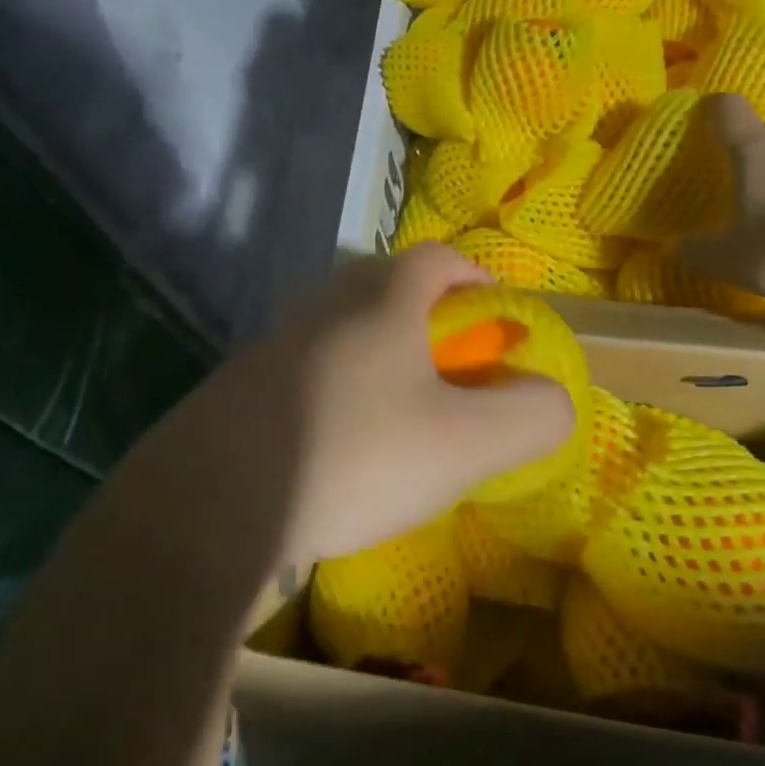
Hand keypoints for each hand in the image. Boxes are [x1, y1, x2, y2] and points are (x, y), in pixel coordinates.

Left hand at [125, 245, 575, 569]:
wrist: (210, 506)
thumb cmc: (355, 455)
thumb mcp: (467, 443)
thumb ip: (528, 416)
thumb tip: (554, 400)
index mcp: (381, 301)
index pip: (438, 259)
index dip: (475, 279)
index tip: (494, 317)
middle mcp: (323, 308)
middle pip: (384, 288)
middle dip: (426, 319)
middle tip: (448, 372)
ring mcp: (272, 347)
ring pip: (341, 333)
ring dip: (377, 358)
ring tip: (399, 417)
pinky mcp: (236, 391)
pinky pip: (304, 376)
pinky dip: (334, 395)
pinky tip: (338, 451)